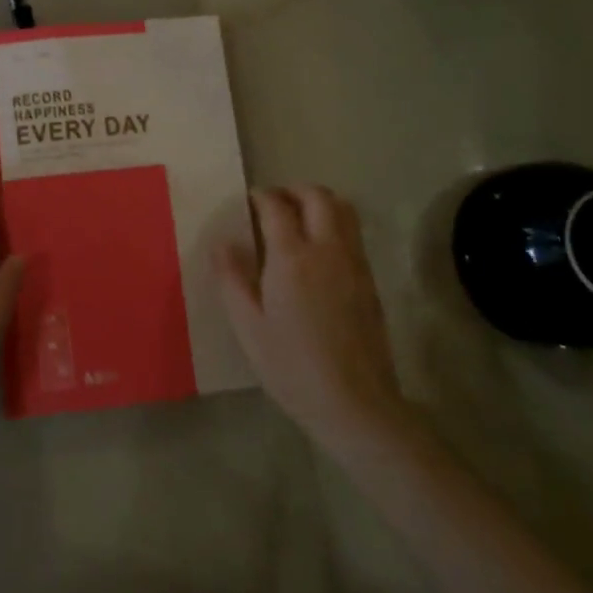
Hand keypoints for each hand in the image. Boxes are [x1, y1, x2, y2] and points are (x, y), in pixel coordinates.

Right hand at [215, 186, 401, 447]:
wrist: (354, 402)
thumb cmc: (290, 365)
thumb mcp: (247, 325)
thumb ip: (232, 278)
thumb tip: (223, 242)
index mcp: (292, 257)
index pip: (276, 207)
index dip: (260, 197)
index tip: (248, 201)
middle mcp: (327, 249)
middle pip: (318, 197)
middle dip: (294, 190)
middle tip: (273, 203)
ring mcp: (354, 263)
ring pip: (343, 210)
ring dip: (319, 202)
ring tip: (298, 218)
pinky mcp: (369, 281)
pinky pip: (353, 234)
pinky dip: (335, 224)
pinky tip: (317, 250)